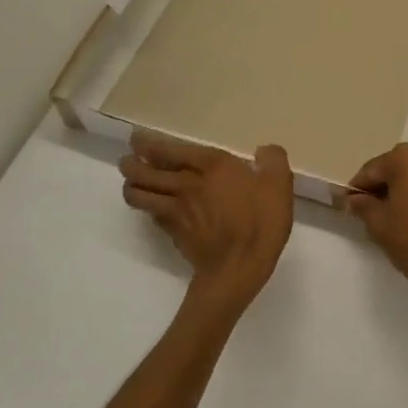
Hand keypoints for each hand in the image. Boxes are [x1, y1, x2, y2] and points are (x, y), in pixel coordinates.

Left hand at [120, 131, 293, 302]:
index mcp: (209, 165)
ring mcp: (175, 211)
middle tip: (129, 161)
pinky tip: (155, 210)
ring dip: (131, 187)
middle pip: (142, 172)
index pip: (166, 150)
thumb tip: (265, 152)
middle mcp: (185, 184)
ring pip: (139, 195)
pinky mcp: (174, 233)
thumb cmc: (260, 221)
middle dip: (130, 164)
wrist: (239, 268)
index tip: (137, 139)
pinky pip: (152, 216)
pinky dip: (148, 210)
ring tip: (135, 183)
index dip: (146, 143)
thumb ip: (273, 160)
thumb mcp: (278, 184)